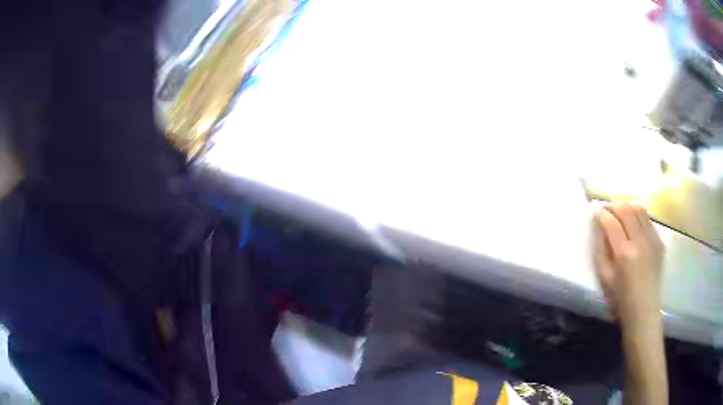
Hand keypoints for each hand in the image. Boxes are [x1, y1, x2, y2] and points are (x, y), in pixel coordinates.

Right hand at [594, 203, 664, 323]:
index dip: (602, 214)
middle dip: (613, 206)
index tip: (596, 212)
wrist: (644, 310)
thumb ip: (601, 249)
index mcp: (624, 254)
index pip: (612, 223)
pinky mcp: (660, 241)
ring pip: (639, 209)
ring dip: (627, 207)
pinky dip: (638, 217)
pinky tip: (633, 225)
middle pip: (626, 210)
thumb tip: (600, 226)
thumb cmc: (620, 298)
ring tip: (620, 213)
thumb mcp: (604, 277)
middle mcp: (640, 242)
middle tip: (606, 209)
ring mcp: (653, 240)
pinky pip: (648, 220)